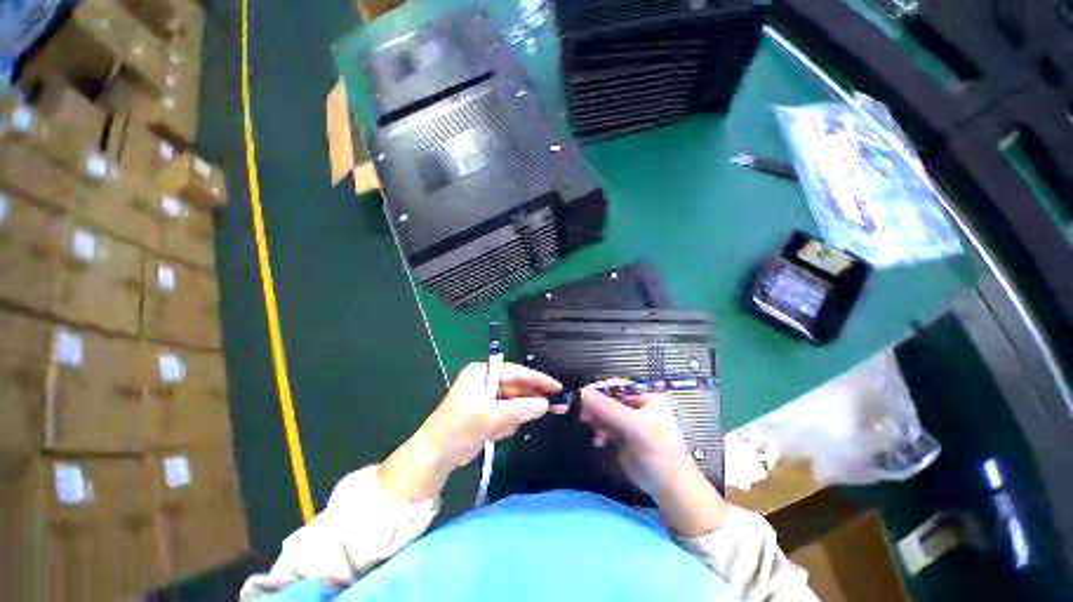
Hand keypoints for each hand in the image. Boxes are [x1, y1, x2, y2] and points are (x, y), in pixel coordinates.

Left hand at [380, 363, 561, 501]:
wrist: (434, 457)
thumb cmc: (459, 429)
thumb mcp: (490, 417)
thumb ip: (520, 409)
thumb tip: (546, 404)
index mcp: (482, 373)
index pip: (516, 372)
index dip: (538, 379)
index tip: (557, 386)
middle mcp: (485, 382)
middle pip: (517, 388)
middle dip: (531, 400)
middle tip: (557, 406)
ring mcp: (485, 399)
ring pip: (513, 404)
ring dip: (513, 418)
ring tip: (497, 429)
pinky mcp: (486, 414)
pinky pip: (506, 416)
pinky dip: (504, 426)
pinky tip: (492, 434)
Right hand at [580, 382, 727, 536]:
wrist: (669, 488)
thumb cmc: (657, 451)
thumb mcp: (634, 425)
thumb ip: (608, 408)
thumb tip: (583, 392)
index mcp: (647, 397)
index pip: (619, 385)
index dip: (601, 389)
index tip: (583, 395)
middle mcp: (638, 406)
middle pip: (610, 398)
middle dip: (597, 406)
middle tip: (584, 416)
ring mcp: (630, 422)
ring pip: (606, 413)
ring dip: (597, 420)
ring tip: (597, 433)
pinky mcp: (623, 437)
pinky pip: (606, 426)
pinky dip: (600, 431)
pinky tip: (600, 441)